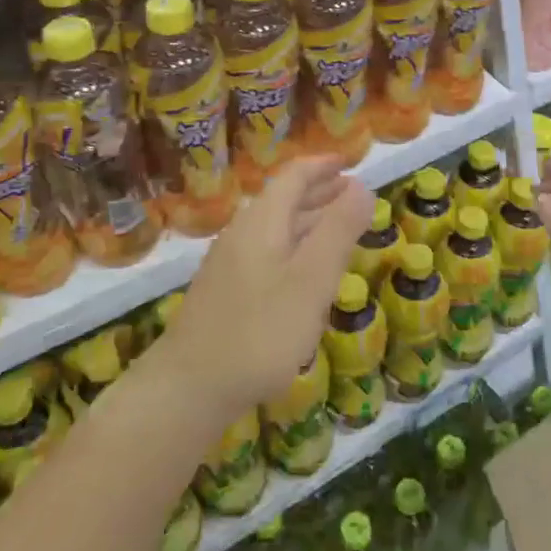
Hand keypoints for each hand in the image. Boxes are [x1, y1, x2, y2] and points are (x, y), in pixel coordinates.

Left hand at [160, 158, 373, 423]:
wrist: (189, 388)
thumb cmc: (260, 331)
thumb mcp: (311, 280)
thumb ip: (338, 231)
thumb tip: (362, 186)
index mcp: (262, 221)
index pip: (294, 176)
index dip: (323, 166)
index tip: (350, 162)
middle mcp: (242, 233)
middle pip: (283, 200)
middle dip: (320, 192)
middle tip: (354, 193)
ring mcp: (229, 264)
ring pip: (275, 229)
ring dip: (309, 221)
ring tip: (339, 226)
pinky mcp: (226, 292)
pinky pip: (268, 253)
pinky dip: (295, 247)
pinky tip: (305, 272)